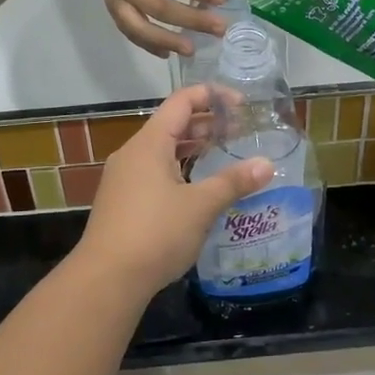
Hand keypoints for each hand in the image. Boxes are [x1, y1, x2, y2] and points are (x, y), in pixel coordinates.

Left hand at [76, 85, 273, 292]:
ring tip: (224, 154)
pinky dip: (179, 169)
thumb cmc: (155, 233)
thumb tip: (267, 165)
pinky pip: (154, 172)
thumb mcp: (200, 206)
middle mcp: (133, 153)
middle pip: (172, 124)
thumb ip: (233, 182)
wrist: (107, 279)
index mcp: (150, 142)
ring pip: (163, 151)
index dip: (212, 96)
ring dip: (193, 148)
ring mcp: (124, 178)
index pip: (181, 101)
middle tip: (240, 132)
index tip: (241, 105)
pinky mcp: (122, 202)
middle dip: (207, 124)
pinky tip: (198, 188)